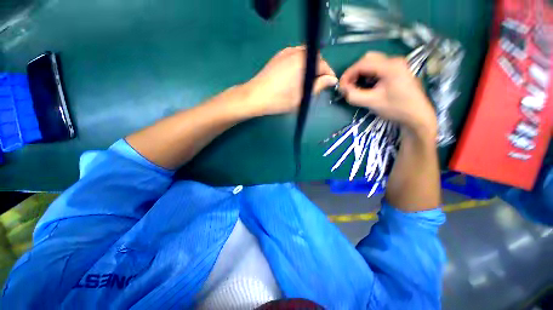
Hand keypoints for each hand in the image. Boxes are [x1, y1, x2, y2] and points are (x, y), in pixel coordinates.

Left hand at [242, 46, 337, 116]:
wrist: (255, 96)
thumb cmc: (279, 100)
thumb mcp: (301, 97)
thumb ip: (317, 86)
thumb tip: (331, 79)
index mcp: (303, 62)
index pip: (323, 64)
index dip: (328, 74)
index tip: (329, 84)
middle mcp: (296, 52)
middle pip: (315, 57)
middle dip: (319, 70)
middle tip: (316, 84)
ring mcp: (286, 52)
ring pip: (305, 55)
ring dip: (310, 66)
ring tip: (306, 81)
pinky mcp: (278, 56)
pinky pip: (295, 55)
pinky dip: (300, 63)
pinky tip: (295, 75)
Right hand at [339, 52, 436, 140]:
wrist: (417, 116)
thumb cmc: (396, 109)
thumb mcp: (372, 103)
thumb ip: (354, 95)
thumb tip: (342, 89)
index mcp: (390, 66)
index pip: (362, 64)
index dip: (348, 74)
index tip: (340, 87)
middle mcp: (394, 61)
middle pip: (367, 60)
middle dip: (354, 72)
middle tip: (348, 86)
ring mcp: (397, 65)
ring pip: (372, 63)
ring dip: (361, 74)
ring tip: (355, 87)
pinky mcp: (397, 71)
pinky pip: (378, 68)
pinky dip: (368, 75)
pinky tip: (366, 86)